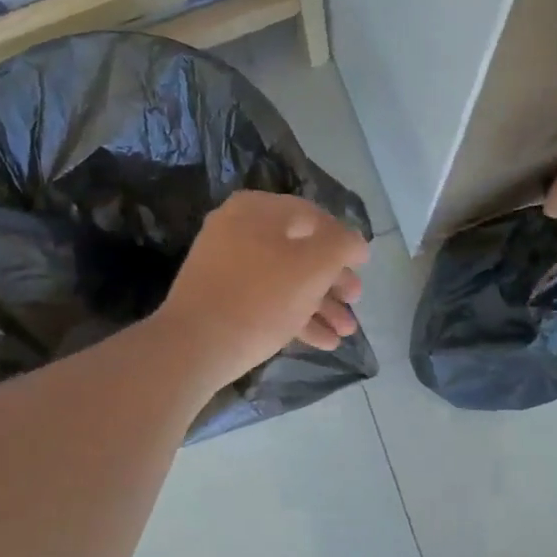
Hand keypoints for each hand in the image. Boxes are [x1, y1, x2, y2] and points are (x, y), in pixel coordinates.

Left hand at [156, 192, 369, 383]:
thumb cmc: (259, 298)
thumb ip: (342, 245)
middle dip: (333, 280)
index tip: (364, 266)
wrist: (193, 346)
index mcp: (258, 210)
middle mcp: (238, 229)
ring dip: (319, 305)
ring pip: (284, 279)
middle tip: (355, 301)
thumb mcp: (313, 266)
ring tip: (346, 332)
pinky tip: (322, 342)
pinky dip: (294, 316)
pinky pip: (265, 299)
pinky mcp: (220, 297)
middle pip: (299, 250)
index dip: (344, 241)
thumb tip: (356, 243)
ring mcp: (226, 265)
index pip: (314, 217)